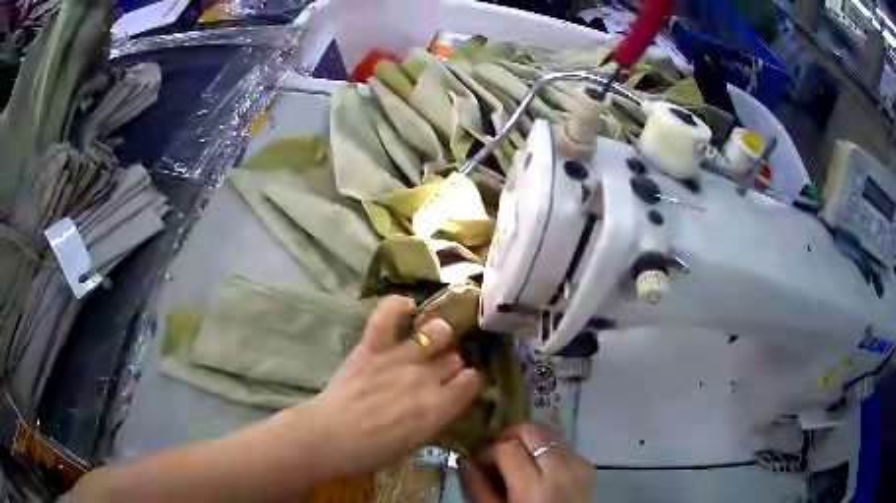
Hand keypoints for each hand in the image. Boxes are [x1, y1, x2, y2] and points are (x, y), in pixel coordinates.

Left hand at [304, 296, 480, 476]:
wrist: (330, 437)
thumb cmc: (372, 451)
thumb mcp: (416, 441)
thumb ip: (434, 416)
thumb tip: (441, 399)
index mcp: (438, 407)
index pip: (472, 381)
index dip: (466, 382)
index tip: (457, 386)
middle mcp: (426, 378)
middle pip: (454, 358)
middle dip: (449, 364)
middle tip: (435, 372)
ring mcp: (399, 358)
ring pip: (437, 332)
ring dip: (437, 336)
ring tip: (427, 342)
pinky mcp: (373, 346)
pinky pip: (389, 314)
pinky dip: (399, 307)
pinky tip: (408, 309)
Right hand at [459, 424, 593, 502]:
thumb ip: (478, 487)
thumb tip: (464, 459)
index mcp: (534, 487)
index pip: (506, 446)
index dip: (488, 452)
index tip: (481, 464)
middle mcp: (561, 470)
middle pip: (530, 430)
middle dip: (508, 438)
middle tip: (497, 456)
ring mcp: (578, 464)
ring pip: (546, 433)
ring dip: (527, 442)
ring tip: (517, 462)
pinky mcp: (587, 464)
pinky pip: (561, 445)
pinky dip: (545, 450)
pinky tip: (537, 468)